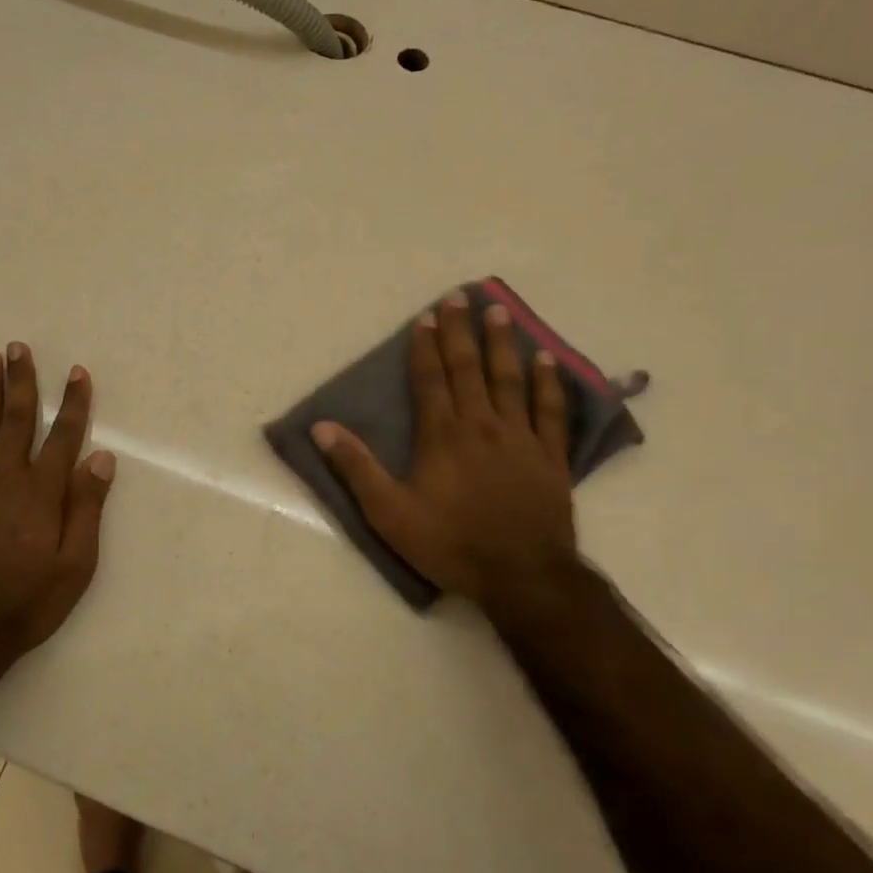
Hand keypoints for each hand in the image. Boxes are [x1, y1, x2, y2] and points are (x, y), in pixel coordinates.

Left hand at [0, 343, 115, 672]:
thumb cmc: (28, 602)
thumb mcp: (76, 564)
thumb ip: (87, 508)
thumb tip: (102, 458)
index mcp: (43, 492)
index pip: (64, 436)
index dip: (73, 403)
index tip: (77, 373)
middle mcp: (6, 478)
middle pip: (16, 419)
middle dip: (21, 381)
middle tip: (18, 347)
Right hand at [312, 292, 579, 629]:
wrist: (520, 575)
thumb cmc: (449, 543)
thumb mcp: (388, 512)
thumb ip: (356, 467)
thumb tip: (321, 427)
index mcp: (441, 435)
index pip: (431, 379)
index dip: (426, 346)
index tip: (427, 316)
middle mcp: (481, 425)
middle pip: (468, 368)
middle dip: (461, 331)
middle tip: (460, 297)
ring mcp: (520, 438)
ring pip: (509, 379)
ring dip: (502, 344)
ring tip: (500, 312)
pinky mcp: (550, 456)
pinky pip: (551, 411)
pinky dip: (548, 384)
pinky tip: (546, 361)